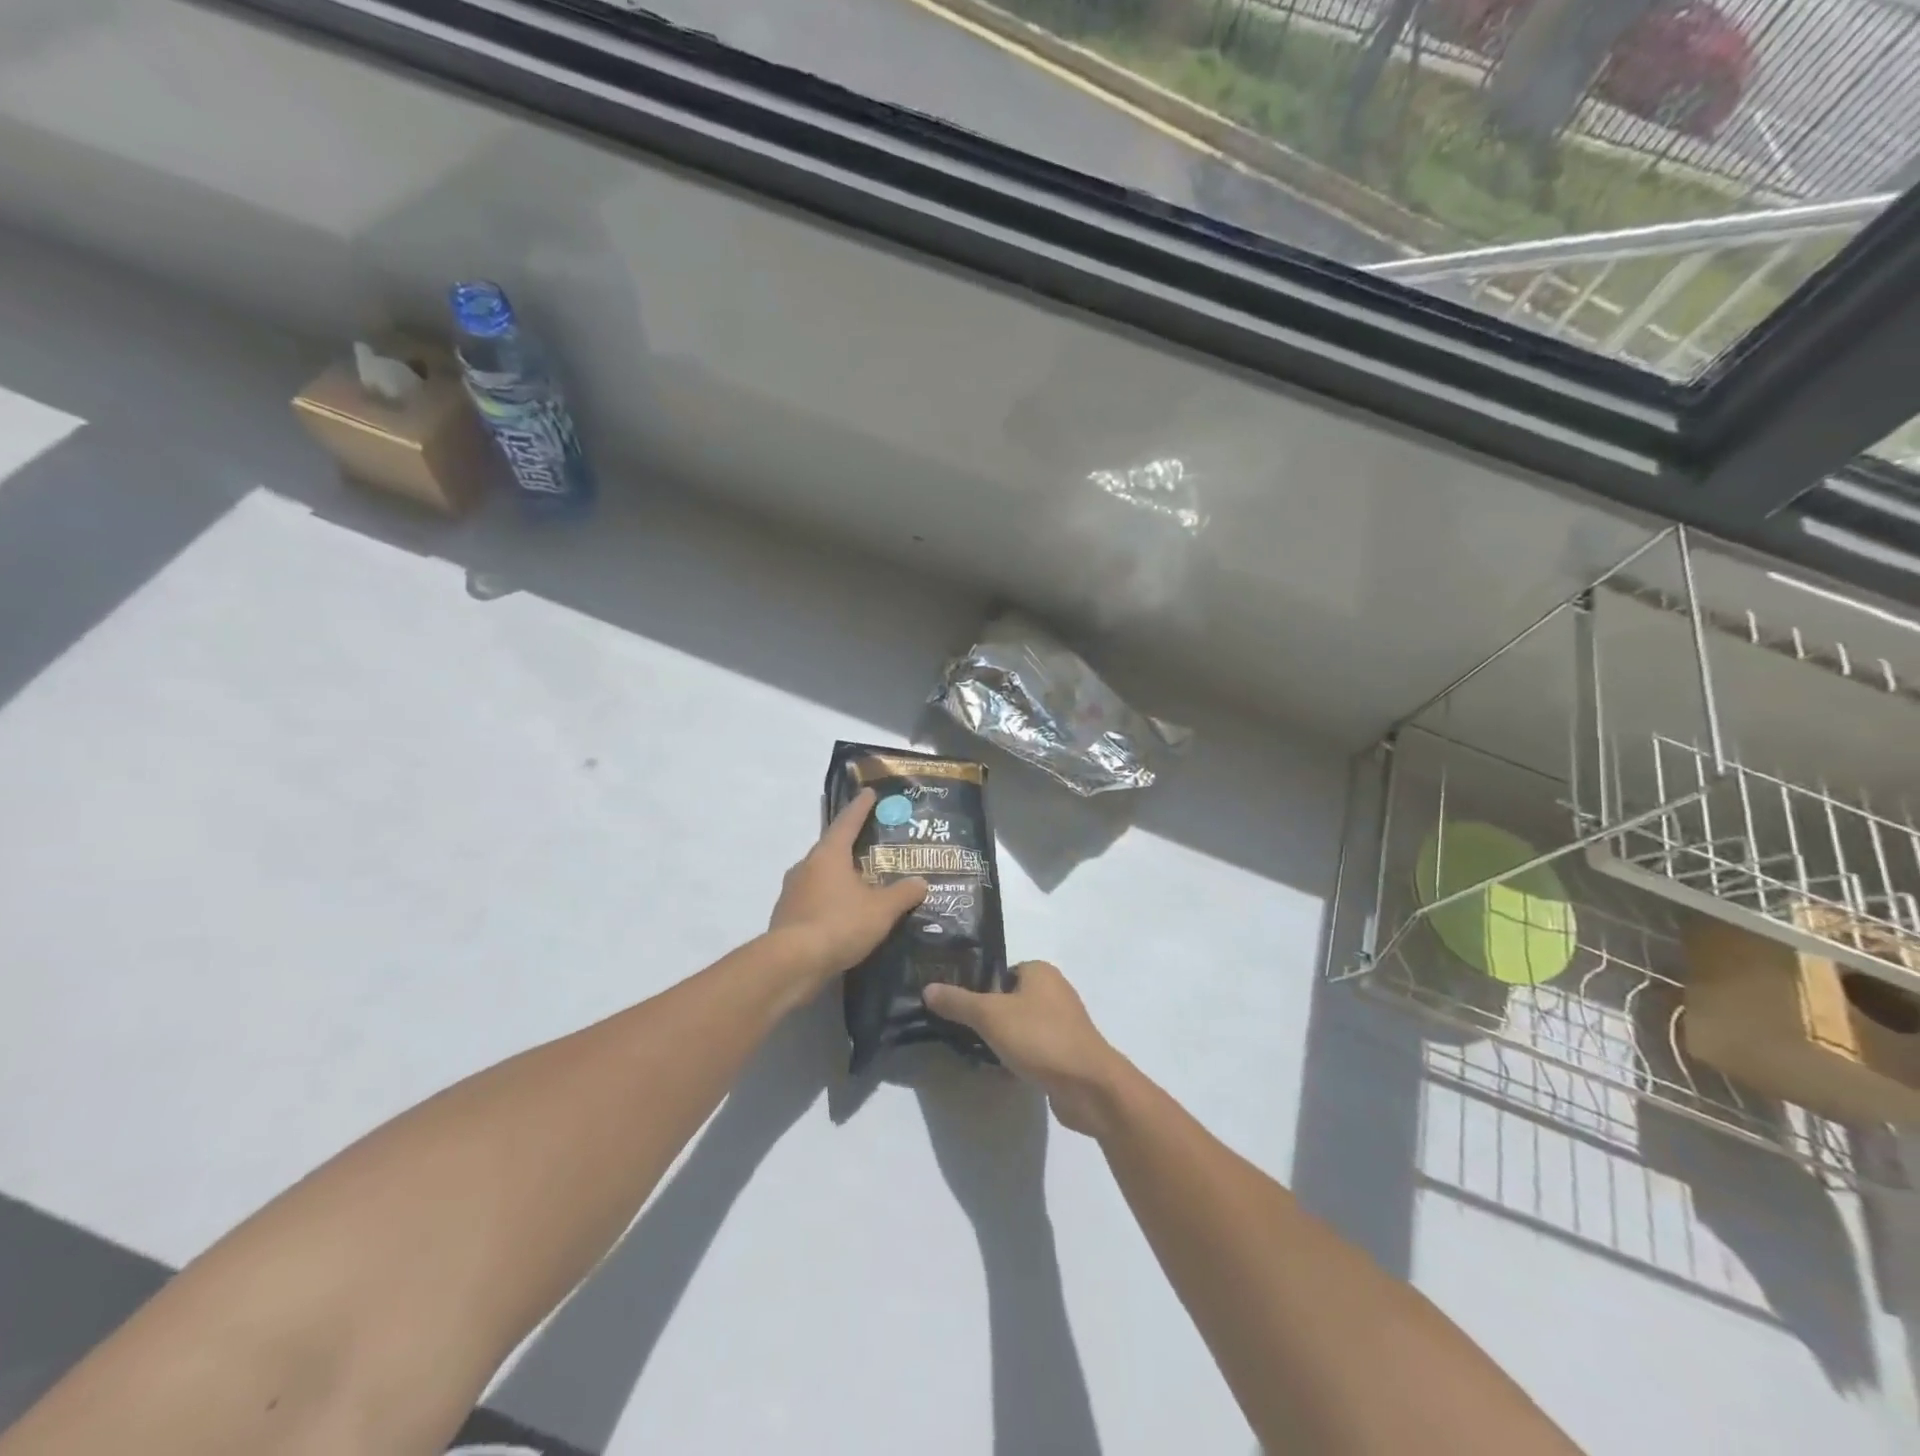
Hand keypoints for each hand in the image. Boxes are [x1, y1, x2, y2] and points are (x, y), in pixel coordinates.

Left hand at [769, 789, 926, 988]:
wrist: (792, 963)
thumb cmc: (839, 924)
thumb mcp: (881, 910)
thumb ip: (903, 894)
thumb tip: (921, 882)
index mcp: (828, 854)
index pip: (847, 822)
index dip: (861, 807)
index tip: (869, 793)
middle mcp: (806, 866)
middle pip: (831, 848)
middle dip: (850, 845)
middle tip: (870, 844)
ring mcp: (792, 891)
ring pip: (820, 875)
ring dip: (838, 876)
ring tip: (860, 883)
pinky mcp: (786, 916)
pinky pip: (813, 899)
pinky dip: (829, 900)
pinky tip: (842, 913)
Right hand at [924, 963, 1128, 1136]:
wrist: (1088, 1087)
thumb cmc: (1040, 1038)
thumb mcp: (990, 1016)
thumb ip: (958, 1002)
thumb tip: (928, 988)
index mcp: (1040, 971)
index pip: (1000, 971)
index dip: (977, 987)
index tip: (954, 1005)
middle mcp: (1054, 991)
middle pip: (1009, 999)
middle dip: (987, 1015)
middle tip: (960, 1031)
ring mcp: (1063, 1023)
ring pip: (1020, 1025)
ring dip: (1001, 1039)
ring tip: (974, 1052)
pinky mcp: (1066, 1052)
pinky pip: (1033, 1048)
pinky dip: (1017, 1057)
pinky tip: (1000, 1071)